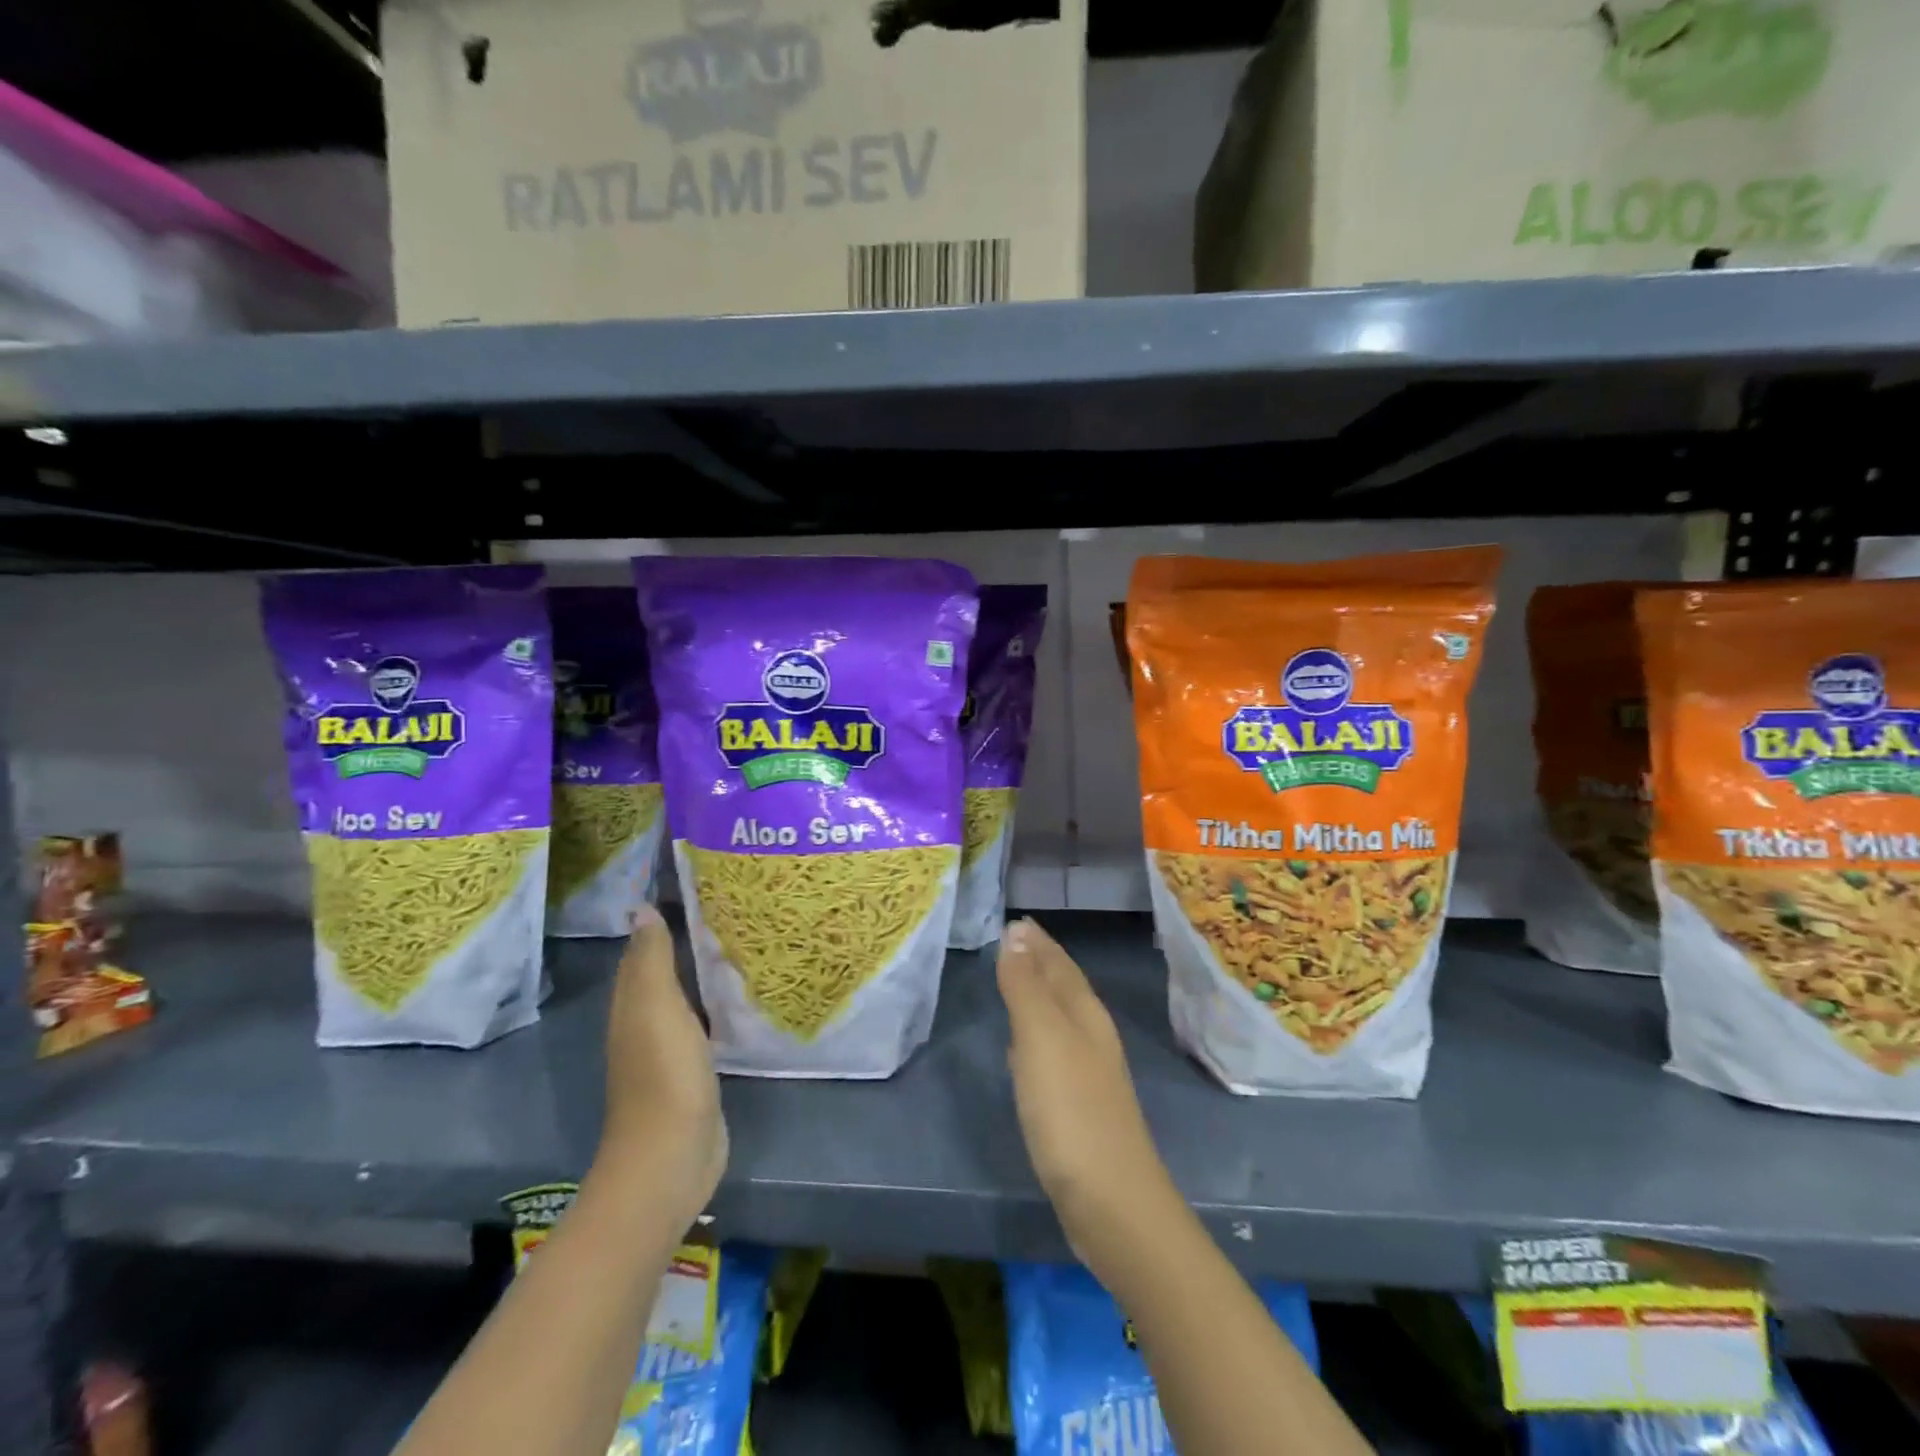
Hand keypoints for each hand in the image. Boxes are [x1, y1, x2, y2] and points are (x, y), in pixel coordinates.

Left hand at [593, 905, 726, 1228]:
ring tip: (739, 940)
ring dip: (702, 972)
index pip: (641, 951)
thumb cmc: (665, 1074)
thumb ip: (652, 960)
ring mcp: (669, 1050)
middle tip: (726, 907)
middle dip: (685, 940)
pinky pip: (703, 1024)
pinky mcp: (692, 1071)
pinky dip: (715, 1004)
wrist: (672, 1155)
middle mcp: (644, 1023)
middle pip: (661, 972)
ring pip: (683, 997)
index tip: (693, 887)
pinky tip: (739, 995)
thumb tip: (642, 908)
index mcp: (631, 1005)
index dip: (660, 919)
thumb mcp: (657, 1007)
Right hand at [997, 919, 1180, 1271]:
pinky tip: (1024, 1046)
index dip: (1037, 941)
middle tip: (1014, 940)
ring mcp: (1089, 1073)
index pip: (1059, 963)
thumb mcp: (1041, 1039)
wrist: (1112, 1203)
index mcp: (1084, 1014)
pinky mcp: (1079, 1107)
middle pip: (1064, 986)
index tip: (1017, 920)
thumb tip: (1016, 933)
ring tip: (1016, 979)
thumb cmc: (1071, 1111)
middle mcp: (1092, 1036)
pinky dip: (1036, 1034)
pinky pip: (1053, 1051)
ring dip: (1039, 994)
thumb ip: (1026, 986)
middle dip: (1040, 961)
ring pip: (1060, 1017)